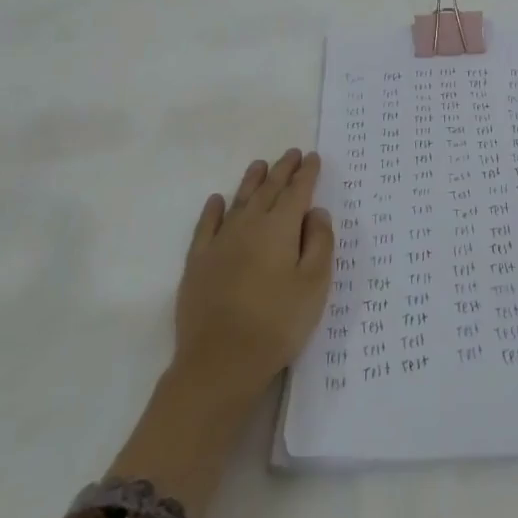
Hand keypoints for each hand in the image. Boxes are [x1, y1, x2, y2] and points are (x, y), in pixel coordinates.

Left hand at [175, 149, 334, 402]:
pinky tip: (217, 200)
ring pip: (239, 201)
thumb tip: (316, 212)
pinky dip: (213, 210)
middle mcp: (249, 225)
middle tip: (291, 154)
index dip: (307, 174)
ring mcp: (220, 243)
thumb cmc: (277, 323)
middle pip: (269, 190)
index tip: (312, 157)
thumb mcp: (314, 285)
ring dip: (252, 181)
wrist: (220, 363)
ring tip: (260, 165)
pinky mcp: (198, 263)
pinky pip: (206, 226)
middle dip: (282, 170)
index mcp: (280, 228)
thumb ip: (320, 243)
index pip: (297, 192)